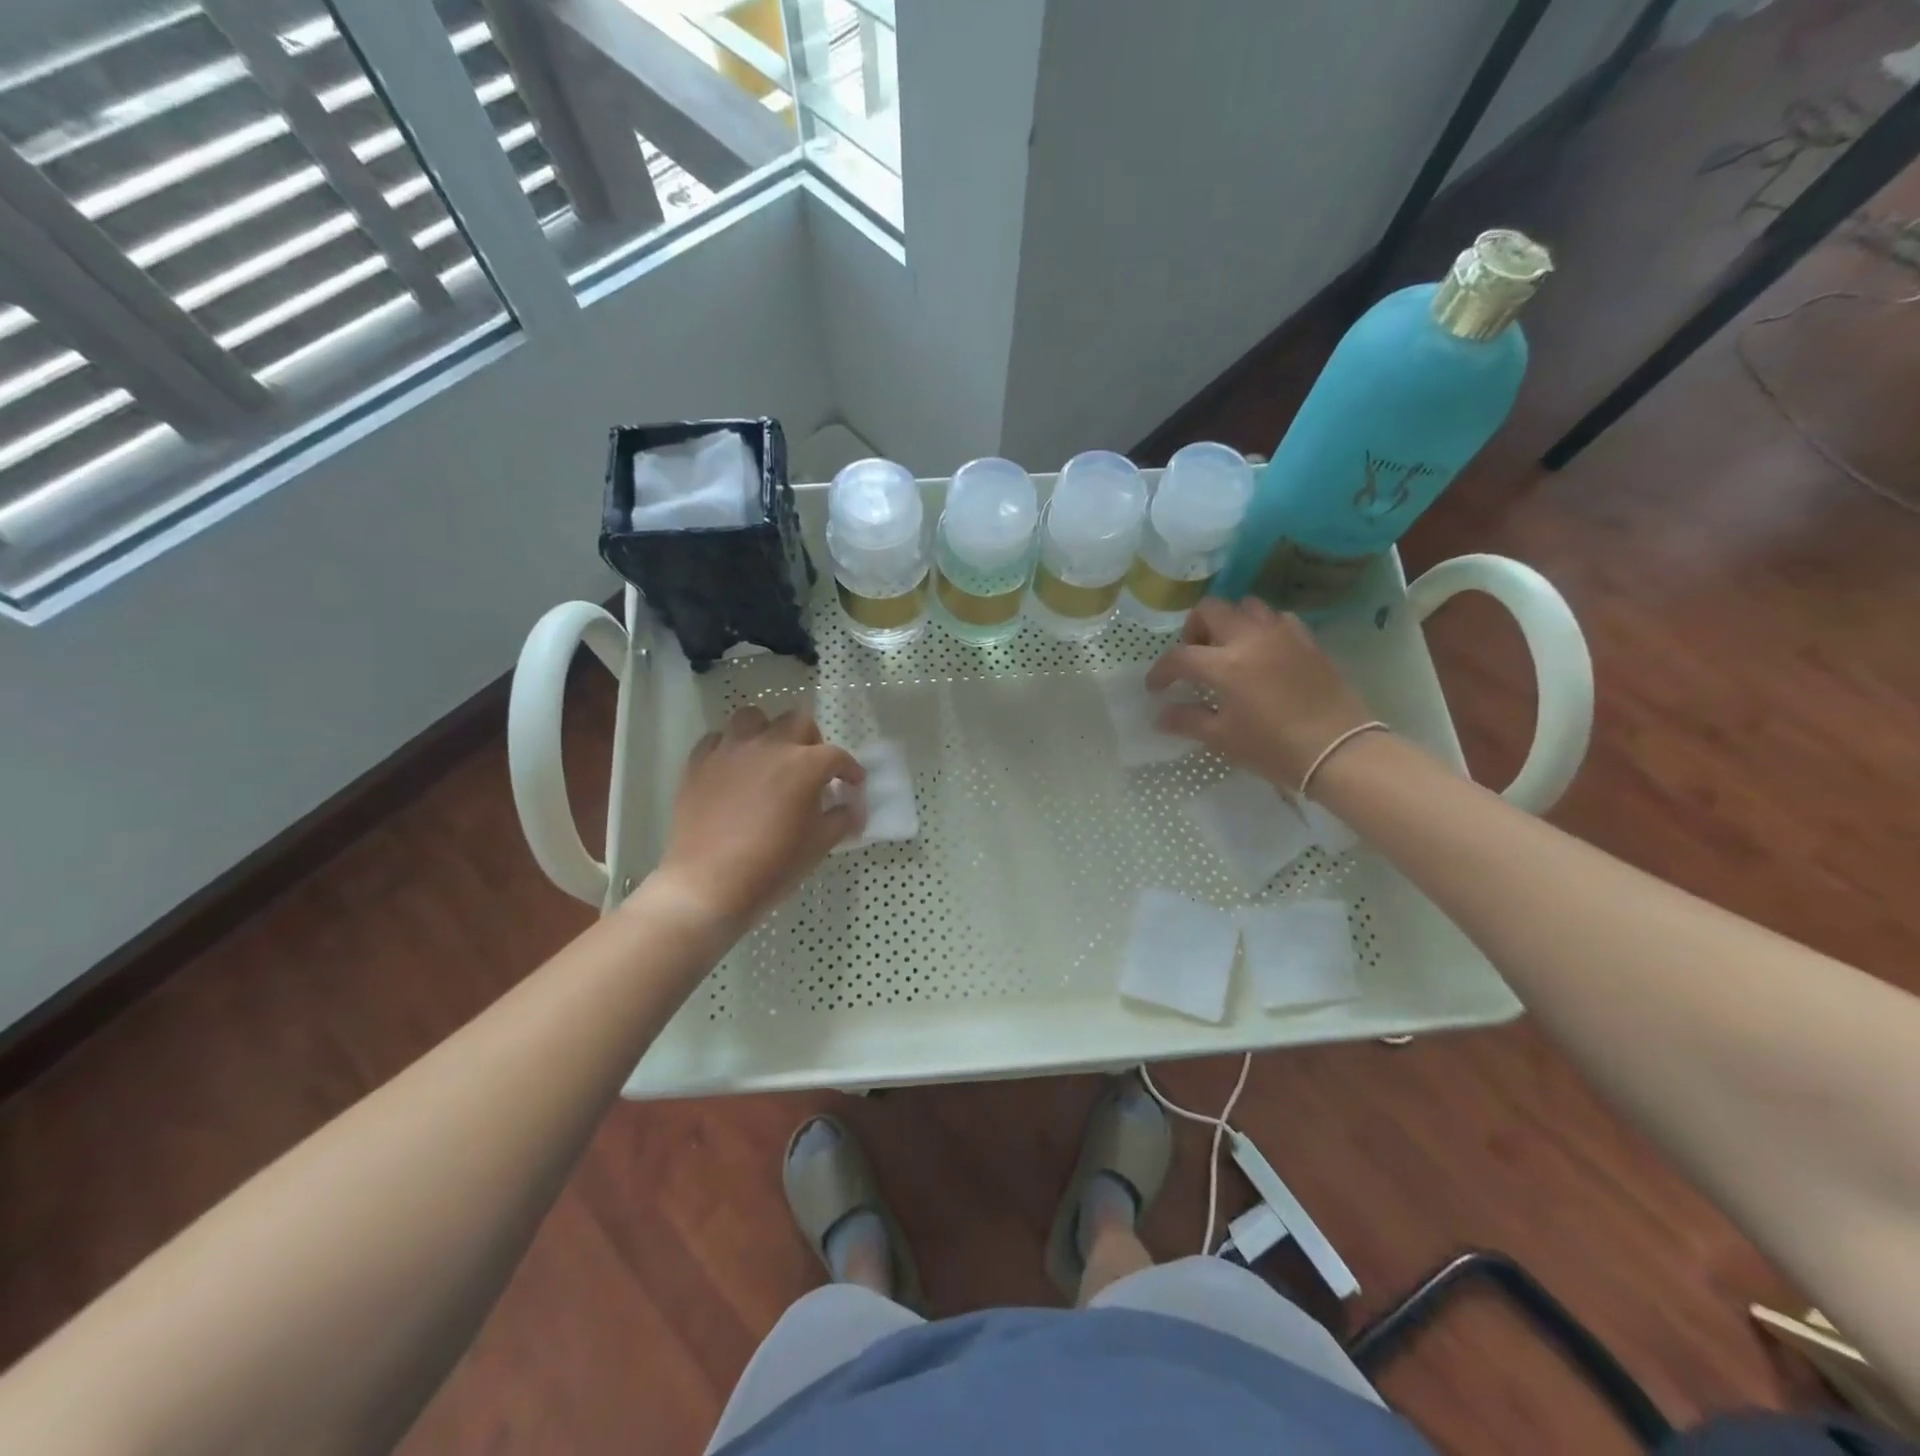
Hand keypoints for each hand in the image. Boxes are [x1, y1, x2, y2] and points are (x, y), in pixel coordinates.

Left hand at [654, 708, 864, 929]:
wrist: (708, 885)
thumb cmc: (772, 866)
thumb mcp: (819, 846)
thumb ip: (841, 819)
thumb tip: (853, 808)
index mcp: (804, 765)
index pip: (837, 755)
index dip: (850, 769)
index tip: (853, 783)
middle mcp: (768, 746)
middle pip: (797, 721)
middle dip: (811, 740)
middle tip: (811, 768)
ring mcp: (730, 751)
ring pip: (752, 718)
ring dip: (767, 732)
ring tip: (769, 757)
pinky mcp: (699, 763)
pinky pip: (717, 740)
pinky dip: (731, 748)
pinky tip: (734, 769)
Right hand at [1145, 598, 1374, 789]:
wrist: (1339, 751)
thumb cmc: (1274, 748)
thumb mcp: (1223, 739)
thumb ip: (1188, 721)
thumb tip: (1161, 715)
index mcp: (1226, 665)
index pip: (1179, 656)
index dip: (1161, 671)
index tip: (1156, 688)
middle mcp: (1251, 639)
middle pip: (1211, 609)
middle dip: (1193, 629)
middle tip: (1194, 657)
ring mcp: (1282, 635)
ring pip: (1246, 606)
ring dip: (1229, 622)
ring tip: (1228, 650)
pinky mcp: (1308, 640)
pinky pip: (1277, 619)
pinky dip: (1262, 628)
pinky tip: (1263, 652)